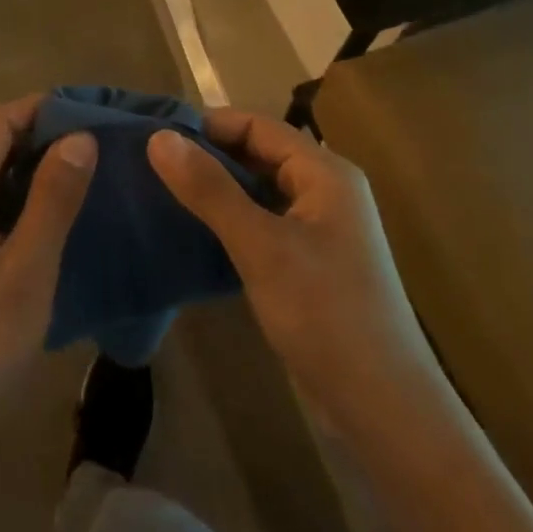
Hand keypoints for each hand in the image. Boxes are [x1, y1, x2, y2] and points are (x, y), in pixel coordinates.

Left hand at [0, 96, 96, 480]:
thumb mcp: (26, 273)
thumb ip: (52, 200)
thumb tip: (79, 138)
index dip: (39, 108)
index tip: (89, 110)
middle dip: (39, 138)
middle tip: (99, 146)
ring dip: (29, 172)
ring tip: (86, 178)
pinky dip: (15, 203)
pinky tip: (51, 221)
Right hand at [147, 108, 435, 424]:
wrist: (383, 406)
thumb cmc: (326, 314)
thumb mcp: (261, 246)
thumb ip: (210, 189)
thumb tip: (159, 137)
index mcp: (325, 173)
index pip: (258, 126)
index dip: (207, 125)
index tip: (154, 135)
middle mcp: (325, 191)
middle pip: (258, 154)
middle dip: (207, 156)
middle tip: (149, 164)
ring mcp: (318, 228)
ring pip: (257, 190)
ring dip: (215, 188)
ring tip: (160, 191)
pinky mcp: (307, 261)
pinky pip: (261, 222)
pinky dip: (228, 219)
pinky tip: (192, 230)